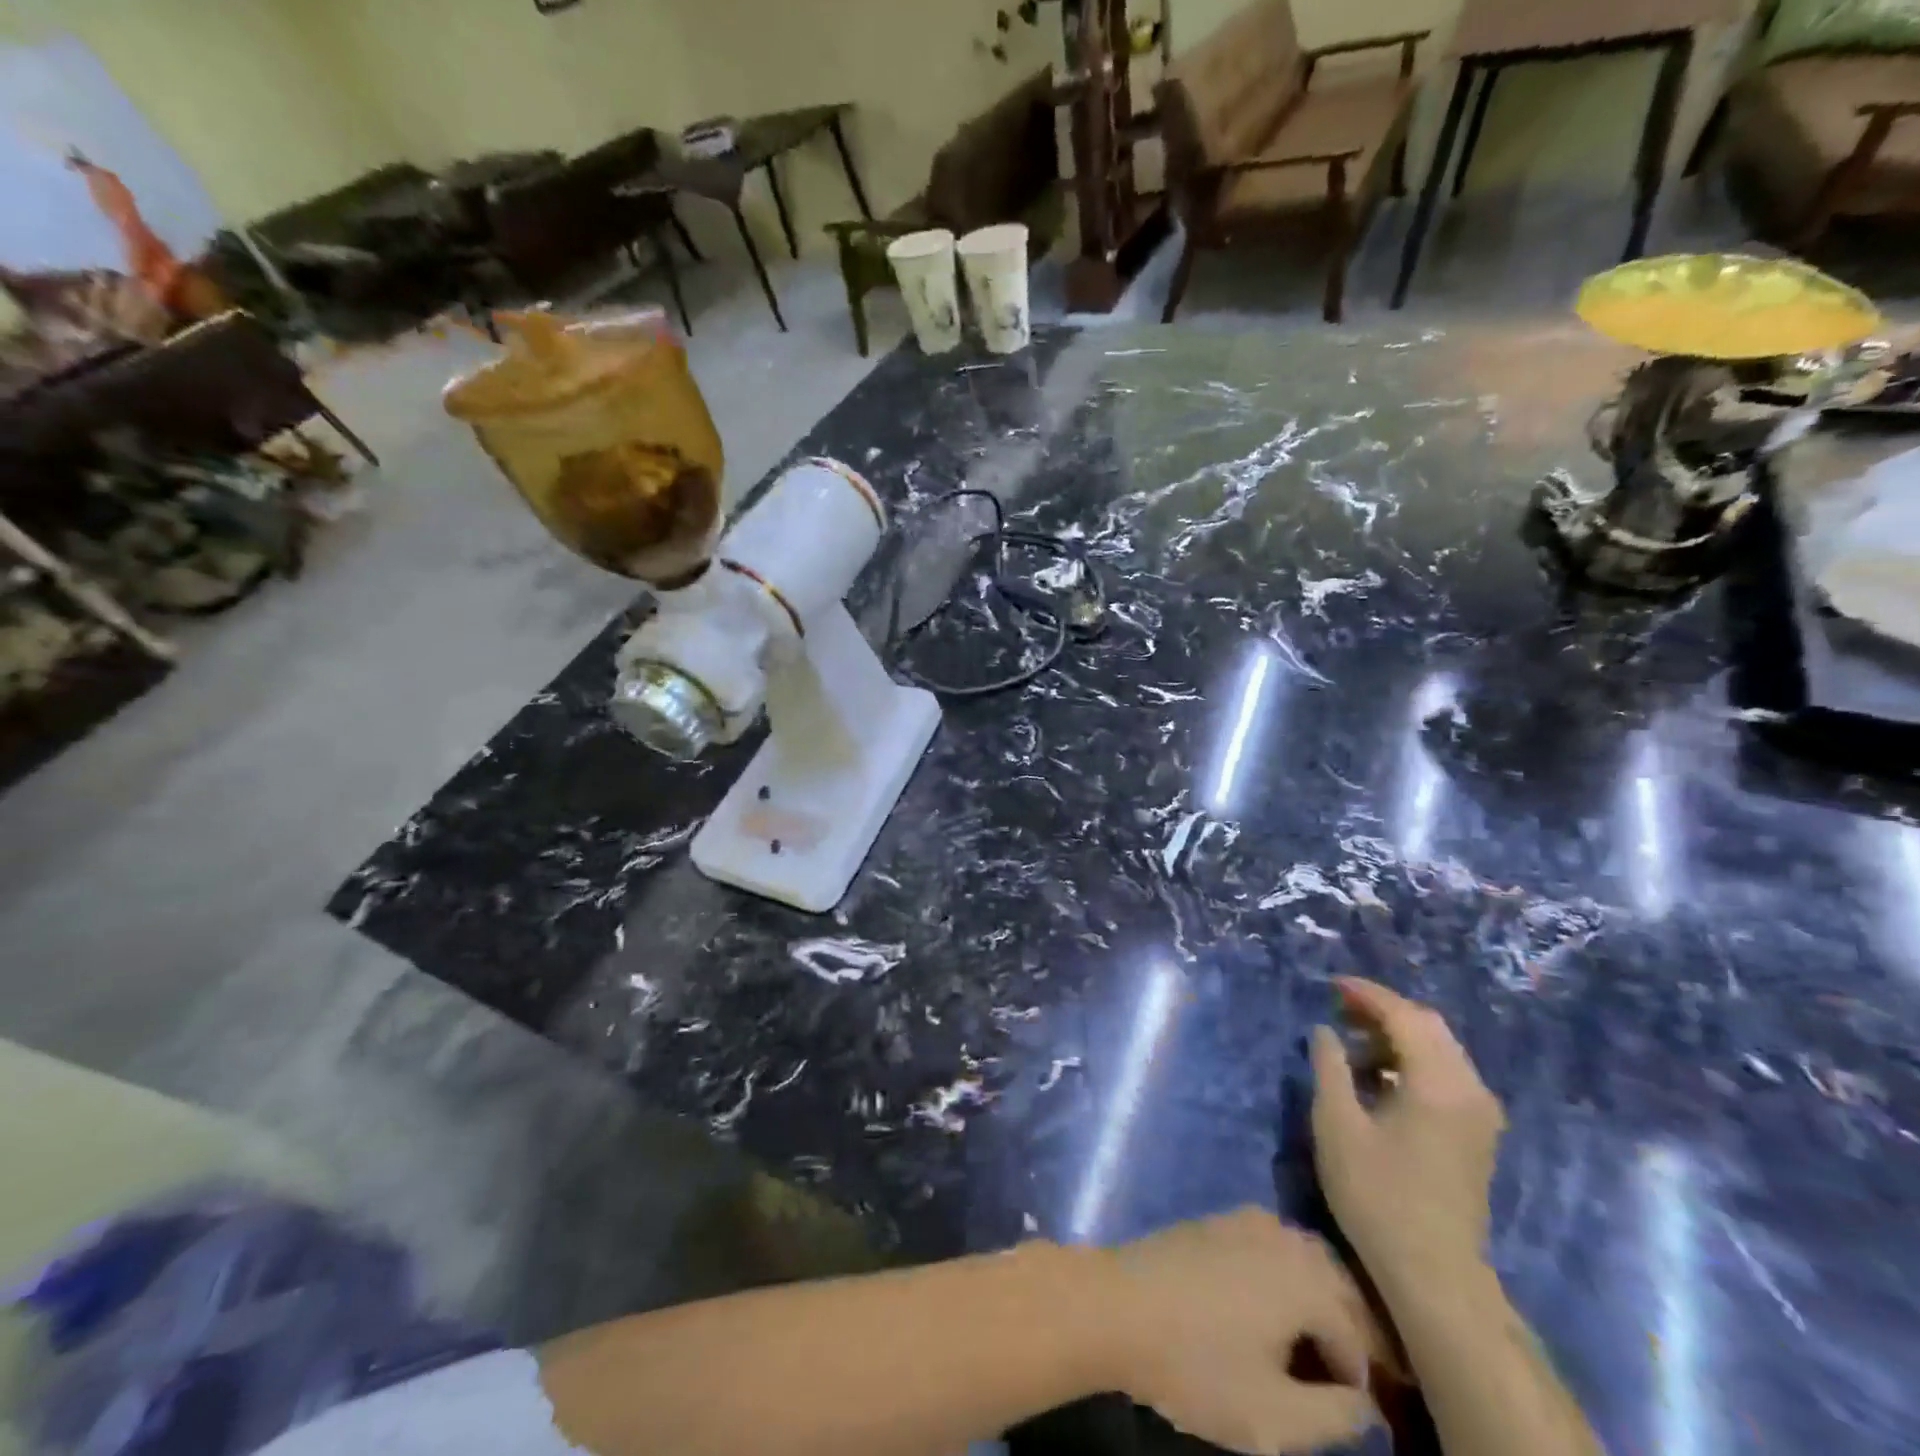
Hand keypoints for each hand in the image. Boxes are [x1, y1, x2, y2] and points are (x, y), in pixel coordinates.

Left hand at [1106, 1208, 1380, 1455]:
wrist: (1117, 1305)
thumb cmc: (1197, 1364)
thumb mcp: (1276, 1416)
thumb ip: (1338, 1417)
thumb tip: (1367, 1403)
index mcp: (1308, 1279)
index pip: (1361, 1340)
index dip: (1367, 1386)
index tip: (1360, 1418)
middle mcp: (1284, 1237)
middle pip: (1341, 1288)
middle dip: (1353, 1334)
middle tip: (1352, 1384)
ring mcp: (1247, 1220)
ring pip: (1308, 1261)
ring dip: (1323, 1303)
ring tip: (1317, 1353)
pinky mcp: (1218, 1220)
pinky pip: (1274, 1247)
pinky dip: (1288, 1278)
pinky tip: (1275, 1313)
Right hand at [1311, 978, 1505, 1292]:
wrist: (1434, 1274)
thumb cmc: (1377, 1195)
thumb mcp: (1337, 1125)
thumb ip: (1329, 1067)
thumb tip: (1325, 1031)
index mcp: (1438, 1083)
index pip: (1404, 1016)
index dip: (1366, 994)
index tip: (1331, 985)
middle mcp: (1470, 1089)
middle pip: (1429, 1026)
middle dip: (1383, 1010)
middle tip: (1339, 1010)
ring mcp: (1480, 1113)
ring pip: (1440, 1048)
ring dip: (1397, 1035)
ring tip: (1352, 1045)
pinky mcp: (1478, 1132)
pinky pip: (1447, 1073)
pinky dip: (1412, 1060)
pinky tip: (1380, 1077)